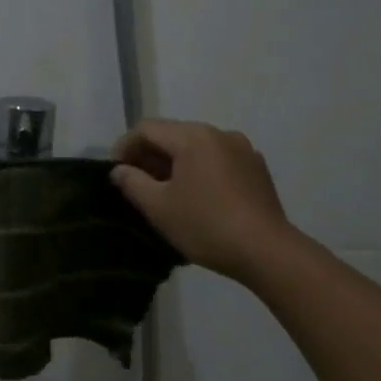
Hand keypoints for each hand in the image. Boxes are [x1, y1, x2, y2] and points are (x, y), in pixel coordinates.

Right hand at [111, 119, 292, 283]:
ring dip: (175, 163)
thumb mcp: (159, 207)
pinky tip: (196, 197)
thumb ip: (132, 183)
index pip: (147, 129)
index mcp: (193, 137)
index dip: (124, 147)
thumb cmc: (205, 226)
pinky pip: (218, 160)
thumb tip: (119, 170)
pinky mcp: (257, 168)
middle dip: (149, 155)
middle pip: (173, 134)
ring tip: (164, 192)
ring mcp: (243, 149)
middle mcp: (219, 133)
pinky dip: (199, 170)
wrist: (266, 251)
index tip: (114, 173)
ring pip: (197, 147)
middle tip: (135, 183)